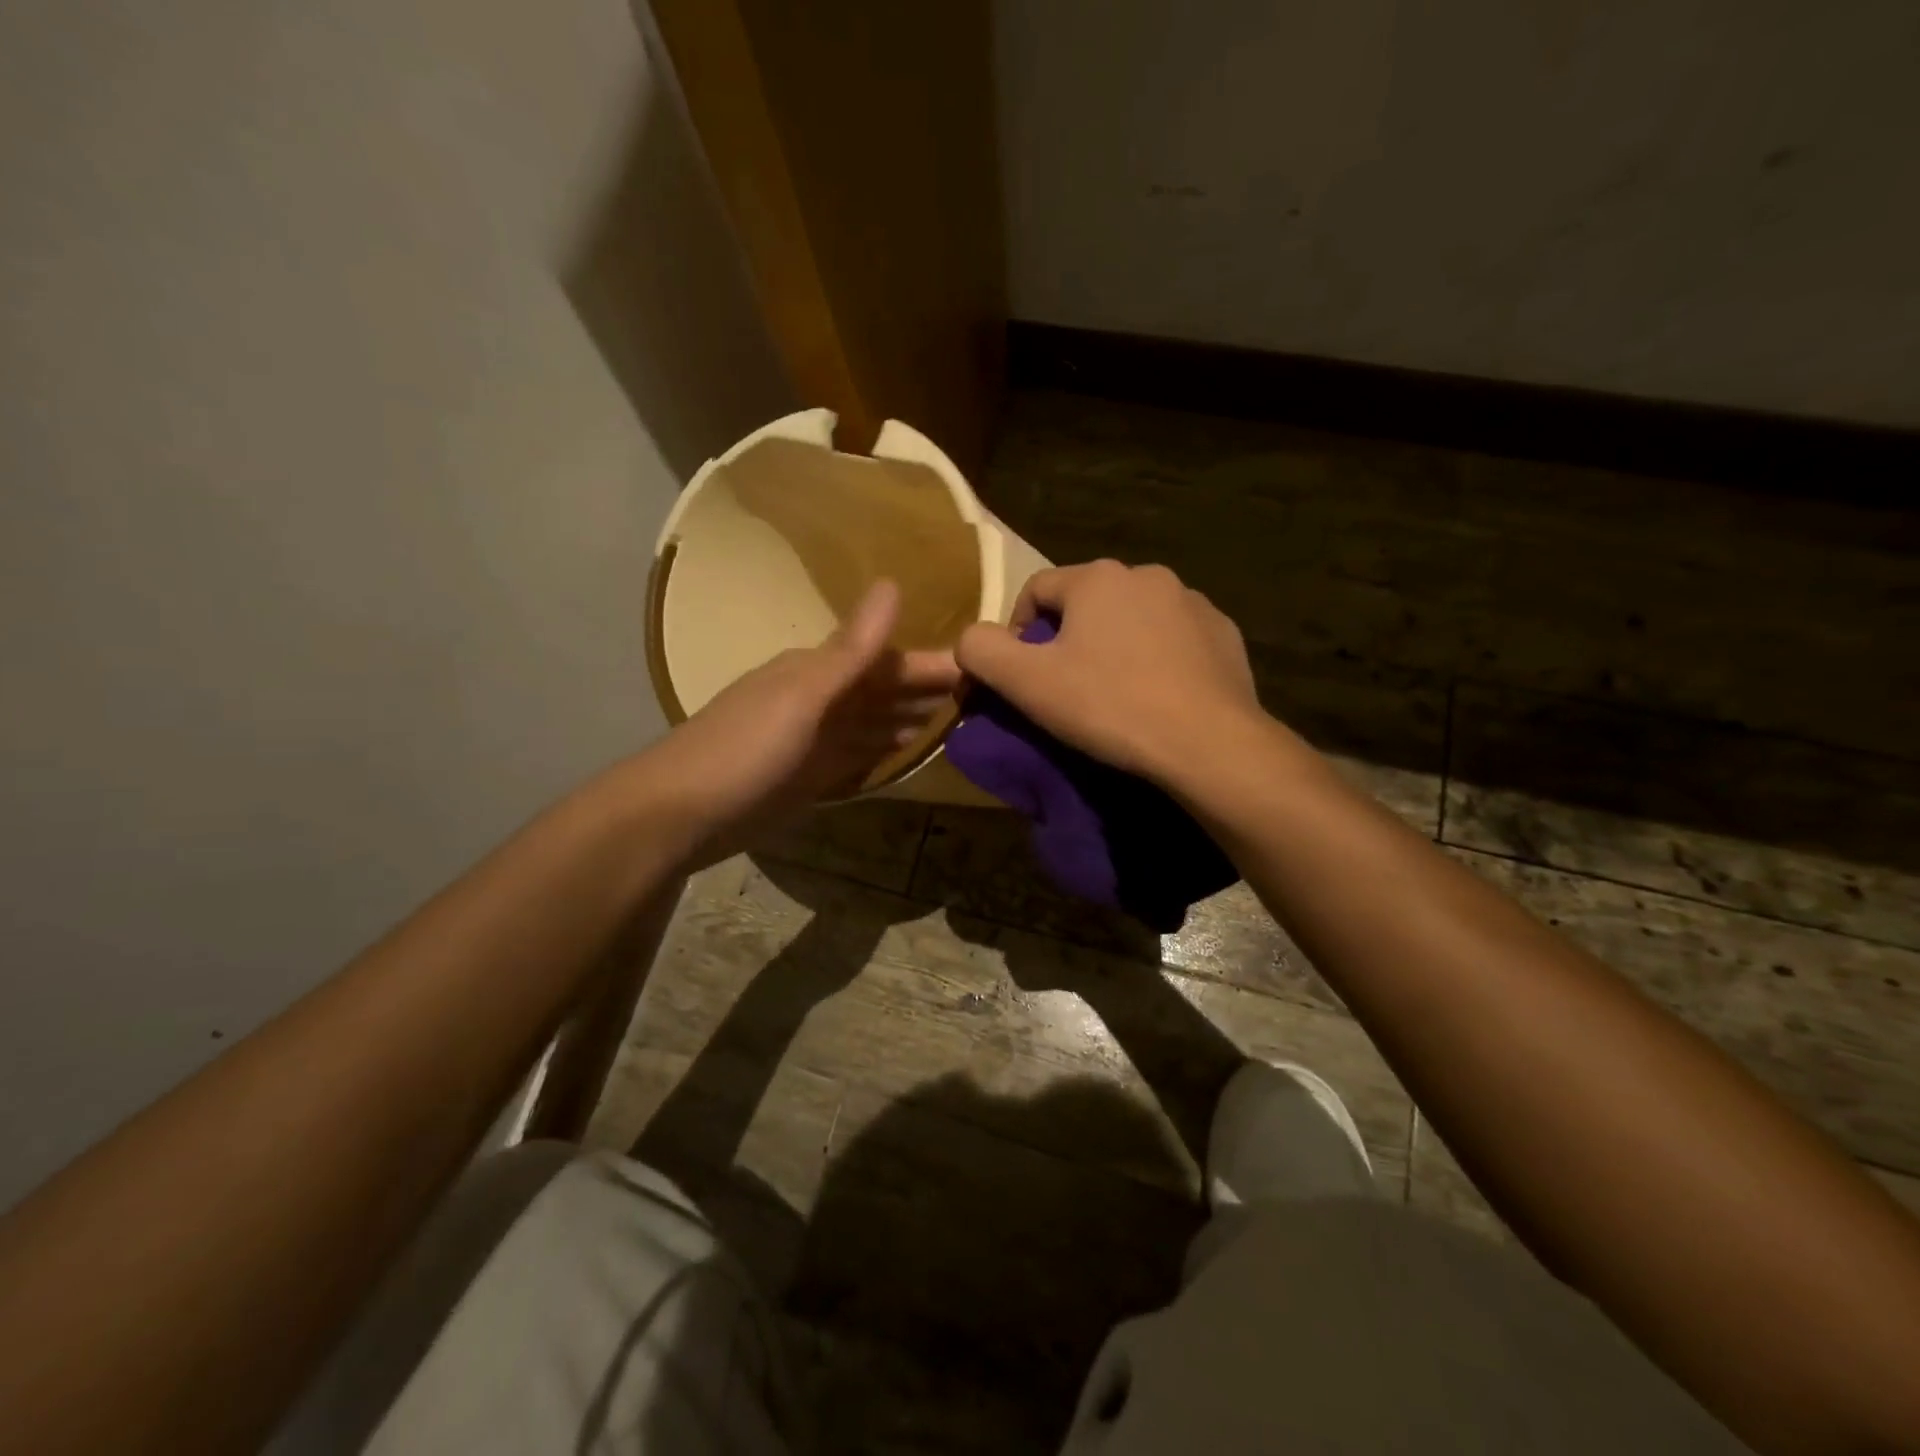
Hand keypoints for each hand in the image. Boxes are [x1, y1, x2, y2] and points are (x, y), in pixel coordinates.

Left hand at [643, 580, 960, 861]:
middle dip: (926, 689)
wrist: (681, 814)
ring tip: (957, 719)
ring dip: (909, 718)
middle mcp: (818, 700)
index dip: (931, 663)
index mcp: (817, 672)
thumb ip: (852, 649)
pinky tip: (906, 750)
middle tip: (983, 694)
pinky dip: (882, 750)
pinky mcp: (807, 776)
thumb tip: (892, 584)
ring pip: (871, 722)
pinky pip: (856, 755)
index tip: (980, 664)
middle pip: (882, 690)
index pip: (887, 661)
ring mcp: (812, 740)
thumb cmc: (745, 748)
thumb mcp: (803, 695)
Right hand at [955, 560, 1261, 782]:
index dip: (1017, 631)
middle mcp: (1148, 575)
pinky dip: (1158, 659)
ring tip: (1114, 695)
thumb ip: (982, 650)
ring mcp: (1193, 603)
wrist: (1208, 744)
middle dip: (1068, 639)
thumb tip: (970, 639)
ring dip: (1114, 647)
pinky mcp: (1224, 634)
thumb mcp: (1027, 682)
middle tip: (1065, 689)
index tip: (1021, 676)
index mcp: (1097, 577)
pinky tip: (1158, 697)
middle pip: (1086, 603)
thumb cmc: (1109, 705)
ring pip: (1132, 620)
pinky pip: (1174, 640)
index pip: (1036, 590)